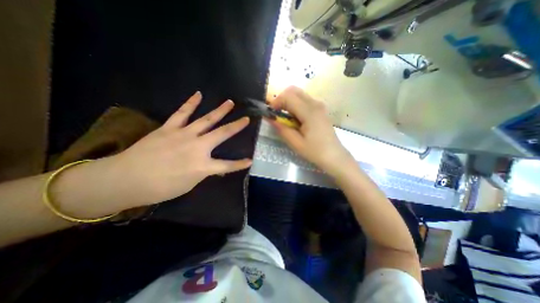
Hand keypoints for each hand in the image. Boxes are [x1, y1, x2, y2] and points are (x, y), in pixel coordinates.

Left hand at [112, 91, 253, 206]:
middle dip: (236, 126)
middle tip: (246, 118)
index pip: (227, 165)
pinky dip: (191, 103)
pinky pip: (182, 113)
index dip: (239, 164)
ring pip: (206, 120)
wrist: (125, 179)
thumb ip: (203, 172)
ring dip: (220, 111)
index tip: (250, 160)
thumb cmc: (160, 188)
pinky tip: (198, 94)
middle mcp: (197, 147)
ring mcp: (184, 134)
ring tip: (229, 102)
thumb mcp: (188, 184)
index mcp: (202, 165)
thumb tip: (213, 167)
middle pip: (222, 134)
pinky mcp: (170, 128)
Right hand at [269, 85, 355, 174]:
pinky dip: (295, 105)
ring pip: (299, 94)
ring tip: (285, 118)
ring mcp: (319, 105)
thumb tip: (269, 118)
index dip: (276, 102)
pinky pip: (304, 100)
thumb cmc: (315, 151)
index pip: (288, 96)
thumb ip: (281, 129)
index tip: (271, 114)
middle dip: (281, 99)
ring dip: (288, 102)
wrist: (334, 156)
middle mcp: (315, 103)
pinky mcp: (320, 109)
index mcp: (309, 111)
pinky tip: (295, 119)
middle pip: (293, 90)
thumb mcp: (295, 143)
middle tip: (277, 114)